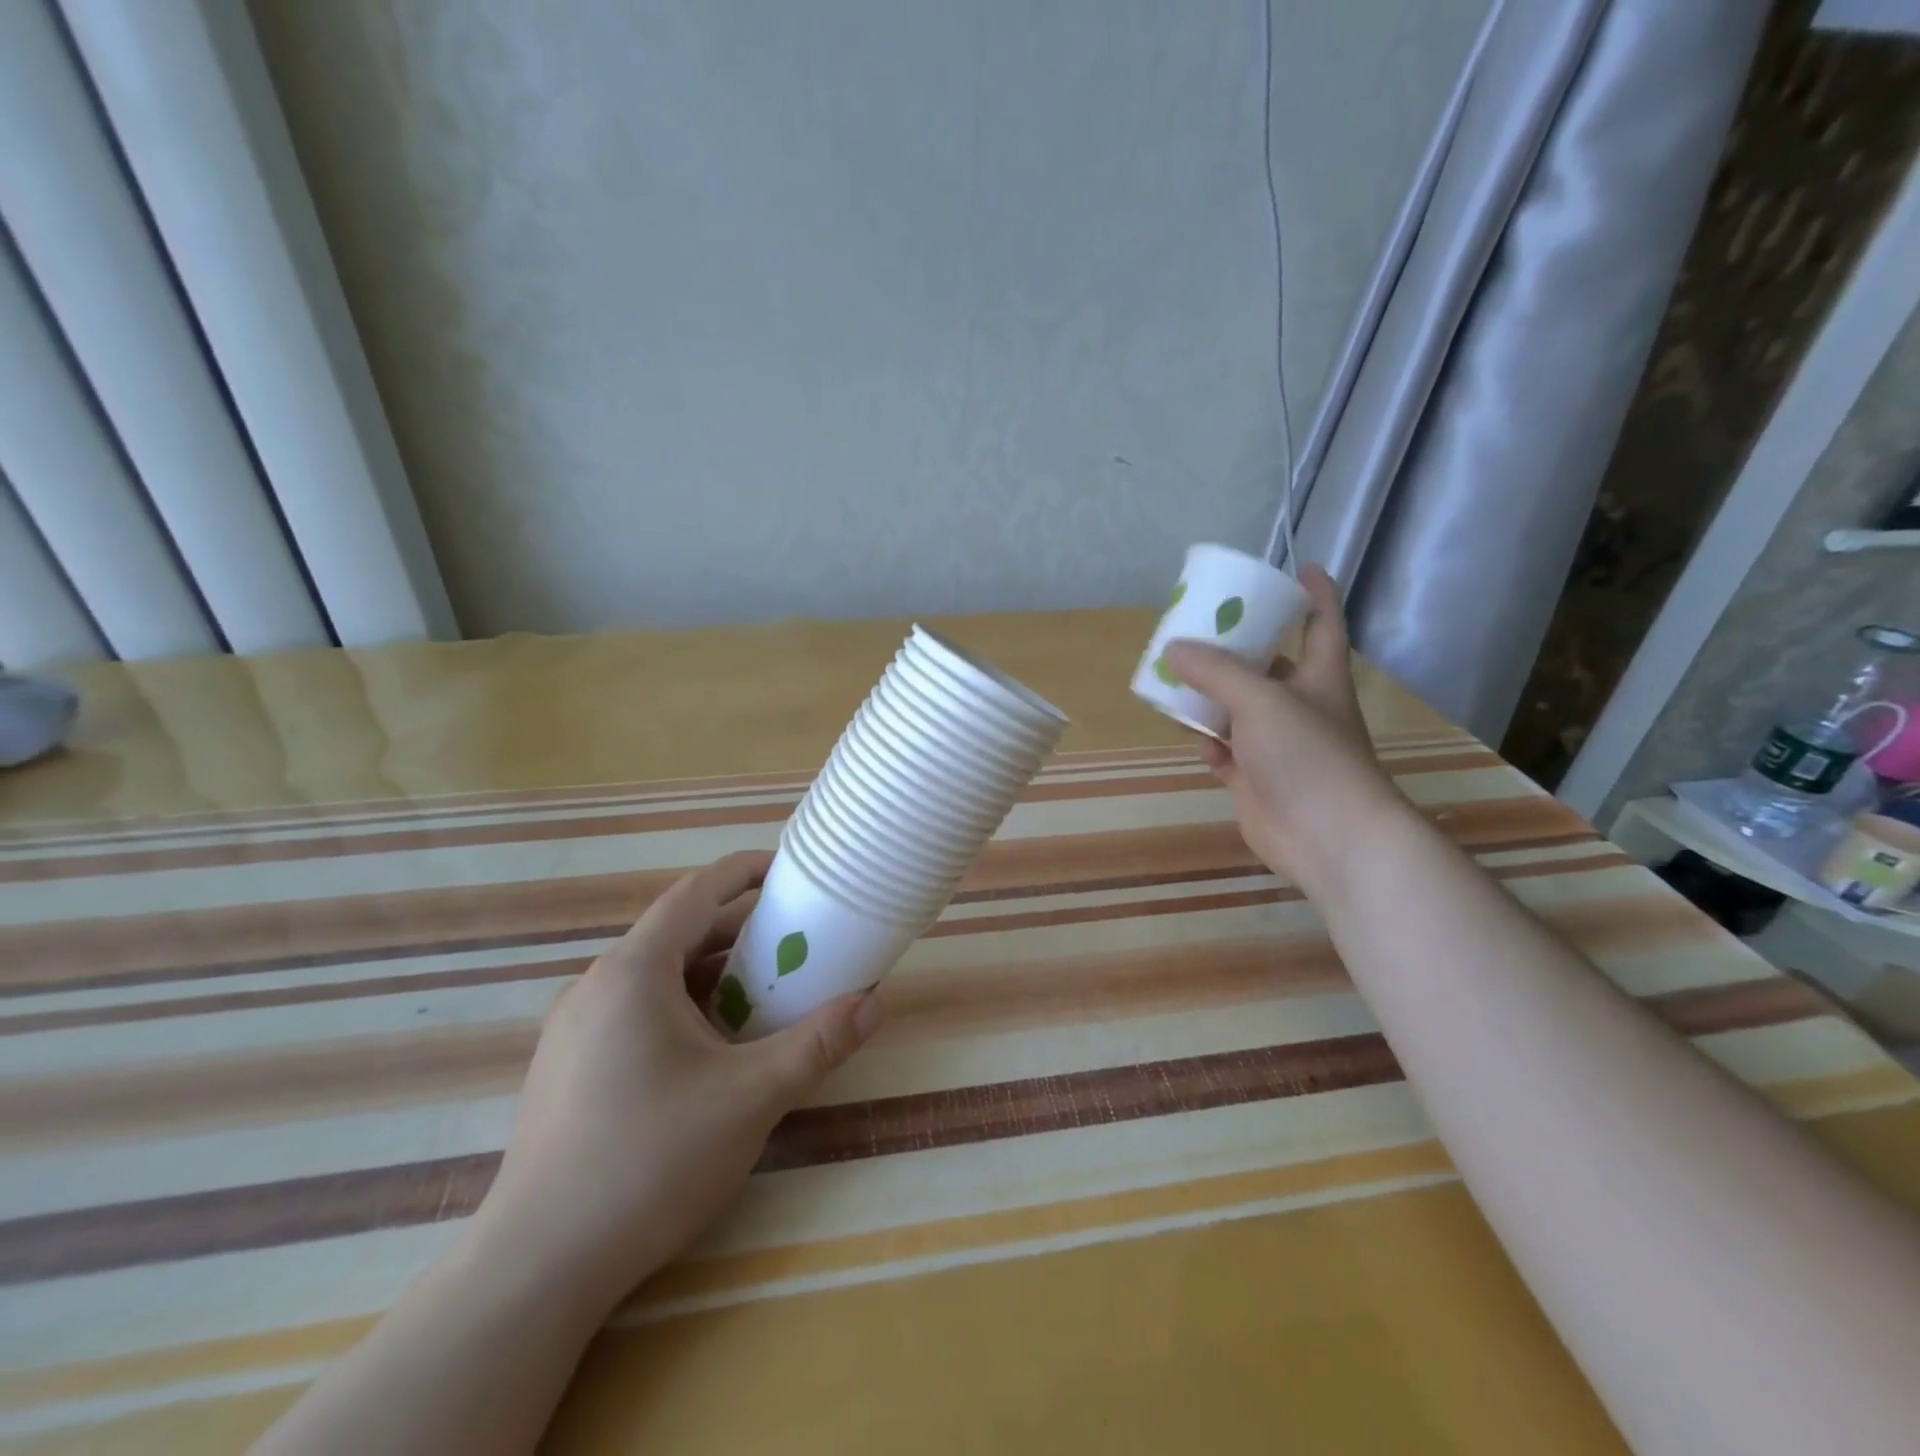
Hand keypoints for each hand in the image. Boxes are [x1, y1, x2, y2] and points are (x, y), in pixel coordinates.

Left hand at [473, 851, 881, 1313]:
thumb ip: (817, 1044)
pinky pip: (637, 1012)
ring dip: (713, 974)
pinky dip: (684, 1008)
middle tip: (796, 940)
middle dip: (740, 930)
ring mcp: (576, 1029)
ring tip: (765, 994)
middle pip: (679, 934)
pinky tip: (714, 1050)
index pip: (696, 893)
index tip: (790, 871)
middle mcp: (597, 985)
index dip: (745, 872)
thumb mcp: (750, 1097)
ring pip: (658, 977)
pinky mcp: (569, 1068)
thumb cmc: (649, 1161)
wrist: (537, 1270)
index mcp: (634, 971)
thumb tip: (875, 1003)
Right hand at [1163, 565, 1404, 892]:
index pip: (1322, 623)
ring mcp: (1278, 747)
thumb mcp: (1260, 700)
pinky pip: (1227, 753)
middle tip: (1199, 630)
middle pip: (1268, 667)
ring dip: (1211, 699)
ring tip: (1176, 681)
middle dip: (1237, 649)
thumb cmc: (1308, 755)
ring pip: (1239, 712)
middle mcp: (1301, 707)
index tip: (1300, 567)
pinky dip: (1210, 744)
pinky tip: (1193, 738)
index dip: (1316, 593)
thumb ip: (1216, 672)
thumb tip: (1174, 649)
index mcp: (1319, 677)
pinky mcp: (1257, 780)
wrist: (1327, 837)